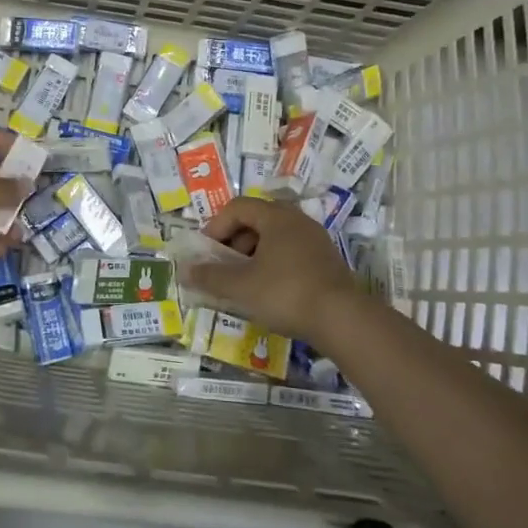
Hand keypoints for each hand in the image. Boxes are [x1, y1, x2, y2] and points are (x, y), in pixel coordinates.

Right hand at [186, 197, 359, 341]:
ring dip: (252, 255)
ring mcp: (316, 241)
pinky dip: (272, 265)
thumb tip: (184, 271)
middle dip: (233, 241)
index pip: (237, 207)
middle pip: (256, 220)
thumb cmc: (286, 294)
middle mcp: (298, 221)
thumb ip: (210, 277)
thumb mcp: (241, 287)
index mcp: (277, 217)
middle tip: (223, 266)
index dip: (216, 226)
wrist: (343, 320)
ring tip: (243, 282)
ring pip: (274, 238)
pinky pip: (290, 253)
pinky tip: (267, 291)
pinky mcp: (326, 262)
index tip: (206, 253)